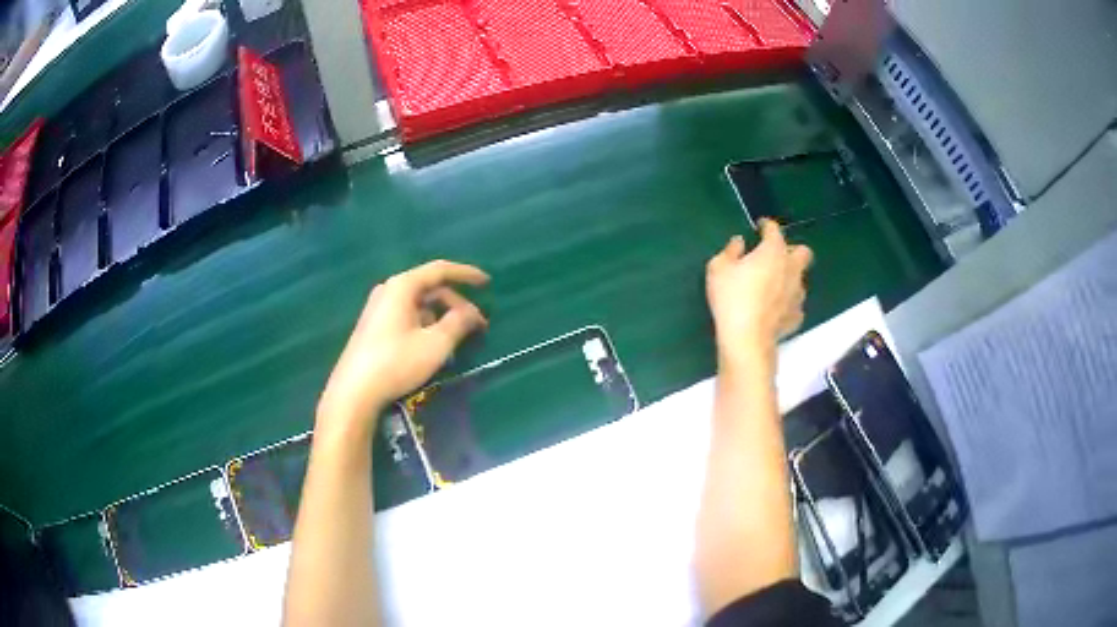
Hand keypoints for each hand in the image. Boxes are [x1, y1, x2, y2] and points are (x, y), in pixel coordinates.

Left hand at [317, 260, 489, 435]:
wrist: (354, 392)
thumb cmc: (396, 362)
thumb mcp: (435, 344)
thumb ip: (459, 323)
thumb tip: (473, 313)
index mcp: (402, 286)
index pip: (440, 270)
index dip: (466, 274)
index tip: (487, 283)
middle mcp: (389, 291)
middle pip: (430, 289)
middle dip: (457, 304)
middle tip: (478, 326)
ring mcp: (379, 309)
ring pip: (419, 305)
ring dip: (442, 317)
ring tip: (459, 340)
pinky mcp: (374, 327)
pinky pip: (407, 316)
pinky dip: (426, 325)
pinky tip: (435, 347)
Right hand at [705, 220, 811, 368]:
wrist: (747, 339)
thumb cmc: (732, 298)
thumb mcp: (718, 268)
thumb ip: (730, 251)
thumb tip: (739, 242)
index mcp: (774, 251)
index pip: (774, 229)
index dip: (766, 225)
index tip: (759, 227)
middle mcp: (792, 268)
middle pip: (803, 252)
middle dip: (791, 250)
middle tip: (774, 256)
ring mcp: (797, 294)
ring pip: (800, 279)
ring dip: (789, 277)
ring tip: (773, 285)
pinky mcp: (797, 316)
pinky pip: (795, 304)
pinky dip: (787, 303)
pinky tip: (775, 308)